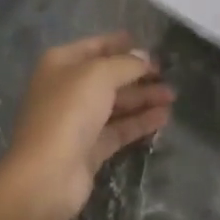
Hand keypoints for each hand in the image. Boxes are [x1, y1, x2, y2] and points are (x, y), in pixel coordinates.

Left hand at [0, 33, 173, 219]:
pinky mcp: (90, 149)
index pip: (96, 46)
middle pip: (108, 76)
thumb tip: (145, 57)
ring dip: (143, 98)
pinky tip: (164, 117)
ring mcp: (78, 121)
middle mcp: (67, 89)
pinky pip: (119, 129)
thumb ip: (126, 63)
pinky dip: (140, 122)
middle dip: (138, 74)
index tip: (150, 46)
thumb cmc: (69, 111)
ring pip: (116, 104)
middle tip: (167, 74)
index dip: (122, 44)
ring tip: (172, 96)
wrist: (47, 175)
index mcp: (61, 64)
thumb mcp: (99, 75)